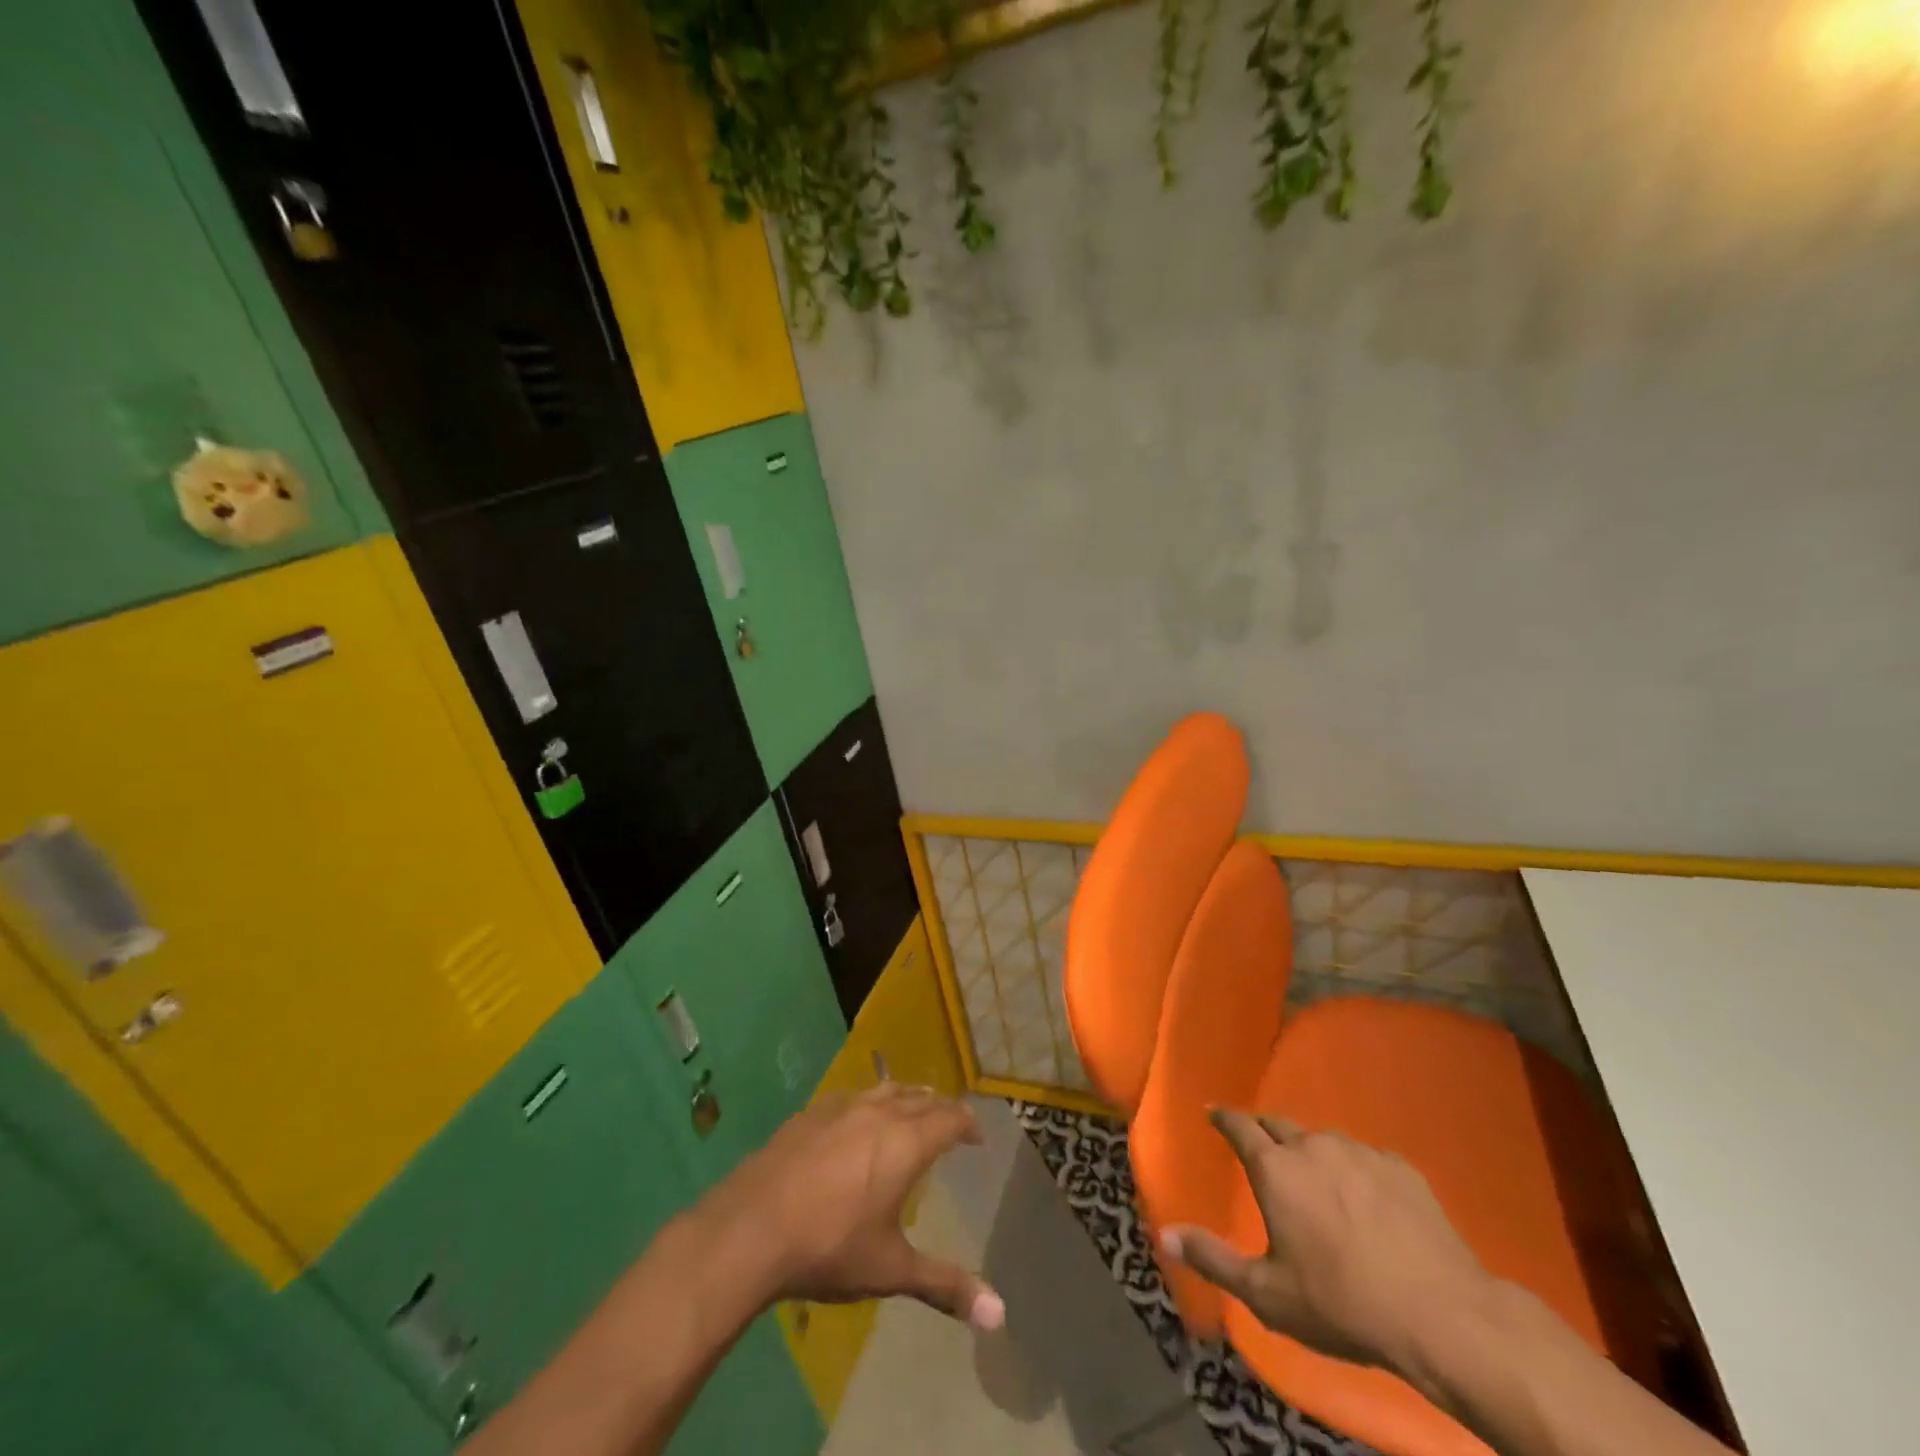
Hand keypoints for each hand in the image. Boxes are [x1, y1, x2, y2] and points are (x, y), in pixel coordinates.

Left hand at [704, 1084, 1005, 1329]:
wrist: (752, 1227)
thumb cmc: (830, 1247)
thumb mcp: (892, 1271)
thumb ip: (946, 1286)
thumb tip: (1000, 1315)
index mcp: (906, 1142)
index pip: (950, 1119)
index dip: (968, 1124)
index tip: (978, 1137)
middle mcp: (879, 1112)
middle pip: (921, 1098)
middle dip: (940, 1108)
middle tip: (950, 1123)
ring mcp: (842, 1107)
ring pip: (887, 1090)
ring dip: (907, 1098)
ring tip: (913, 1110)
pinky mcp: (811, 1112)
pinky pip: (853, 1096)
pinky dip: (870, 1102)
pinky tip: (859, 1120)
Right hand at [1160, 1109, 1491, 1384]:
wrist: (1440, 1316)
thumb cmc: (1341, 1303)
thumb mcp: (1266, 1293)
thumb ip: (1212, 1258)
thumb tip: (1164, 1233)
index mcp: (1275, 1168)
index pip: (1238, 1125)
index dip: (1222, 1117)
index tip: (1212, 1113)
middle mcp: (1312, 1146)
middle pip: (1279, 1124)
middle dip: (1264, 1130)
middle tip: (1259, 1146)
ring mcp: (1360, 1152)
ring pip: (1323, 1140)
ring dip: (1311, 1152)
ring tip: (1316, 1179)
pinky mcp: (1400, 1167)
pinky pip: (1365, 1159)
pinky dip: (1355, 1171)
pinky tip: (1366, 1200)